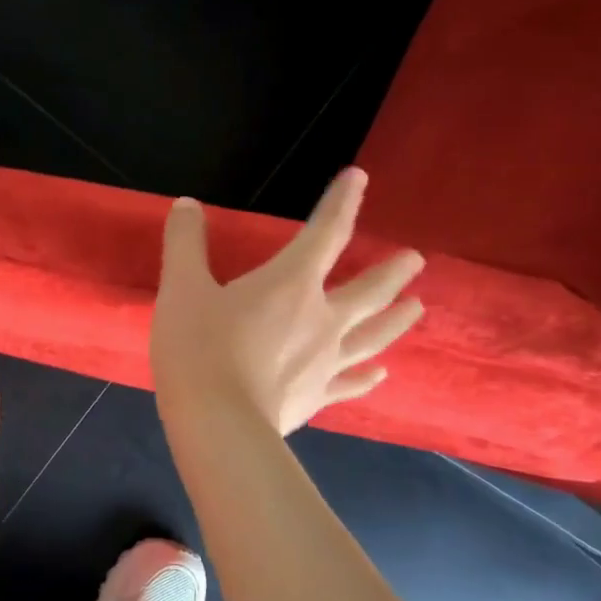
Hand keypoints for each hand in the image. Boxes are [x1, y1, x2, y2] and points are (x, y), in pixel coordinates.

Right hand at [151, 168, 424, 435]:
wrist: (217, 422)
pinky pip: (352, 382)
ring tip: (418, 307)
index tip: (358, 178)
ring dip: (396, 319)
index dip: (341, 203)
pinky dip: (368, 376)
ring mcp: (326, 361)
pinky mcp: (319, 396)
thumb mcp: (182, 289)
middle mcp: (321, 318)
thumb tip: (187, 205)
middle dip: (392, 272)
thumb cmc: (199, 349)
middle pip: (368, 290)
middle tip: (416, 261)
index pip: (325, 234)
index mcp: (290, 284)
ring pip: (372, 335)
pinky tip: (381, 373)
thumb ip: (185, 244)